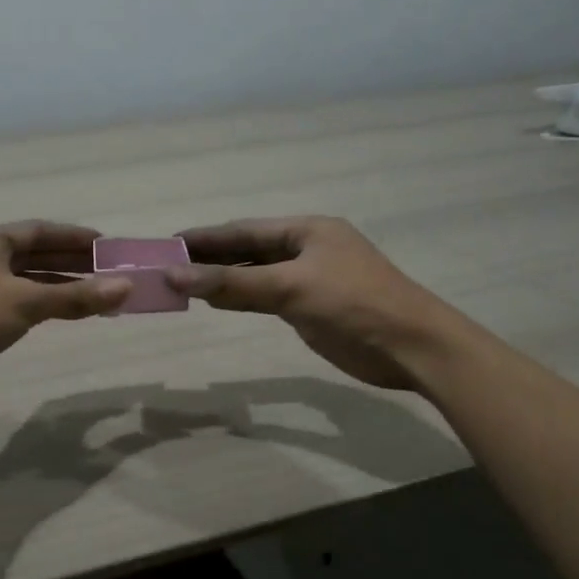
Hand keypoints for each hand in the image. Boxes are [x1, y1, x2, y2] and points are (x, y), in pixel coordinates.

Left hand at [0, 222, 130, 407]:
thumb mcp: (26, 302)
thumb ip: (76, 296)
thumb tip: (126, 286)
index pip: (39, 230)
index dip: (73, 236)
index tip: (106, 244)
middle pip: (34, 254)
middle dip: (71, 262)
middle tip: (109, 270)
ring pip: (28, 281)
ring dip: (61, 286)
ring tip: (98, 293)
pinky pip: (20, 304)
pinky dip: (45, 306)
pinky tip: (68, 313)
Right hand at [167, 217, 462, 391]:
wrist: (412, 348)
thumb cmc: (354, 305)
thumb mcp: (290, 287)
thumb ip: (232, 282)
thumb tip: (175, 276)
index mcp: (307, 230)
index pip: (244, 229)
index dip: (205, 237)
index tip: (167, 243)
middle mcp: (306, 249)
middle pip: (247, 250)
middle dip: (209, 257)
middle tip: (166, 265)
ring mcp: (309, 279)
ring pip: (254, 275)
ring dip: (222, 279)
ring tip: (181, 283)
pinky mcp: (310, 308)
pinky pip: (265, 297)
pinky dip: (240, 298)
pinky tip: (215, 302)